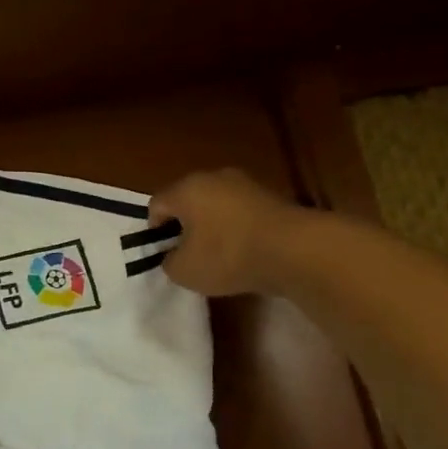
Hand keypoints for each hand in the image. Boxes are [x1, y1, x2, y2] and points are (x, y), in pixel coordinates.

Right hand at [147, 168, 313, 296]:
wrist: (293, 250)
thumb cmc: (227, 256)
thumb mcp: (184, 271)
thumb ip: (169, 262)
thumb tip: (174, 256)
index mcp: (186, 189)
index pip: (157, 204)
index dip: (154, 230)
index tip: (164, 253)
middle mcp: (214, 177)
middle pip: (188, 200)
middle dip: (184, 225)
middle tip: (188, 254)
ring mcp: (246, 184)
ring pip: (216, 205)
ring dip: (212, 226)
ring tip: (218, 256)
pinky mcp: (271, 196)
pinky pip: (241, 212)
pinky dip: (236, 229)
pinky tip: (244, 252)